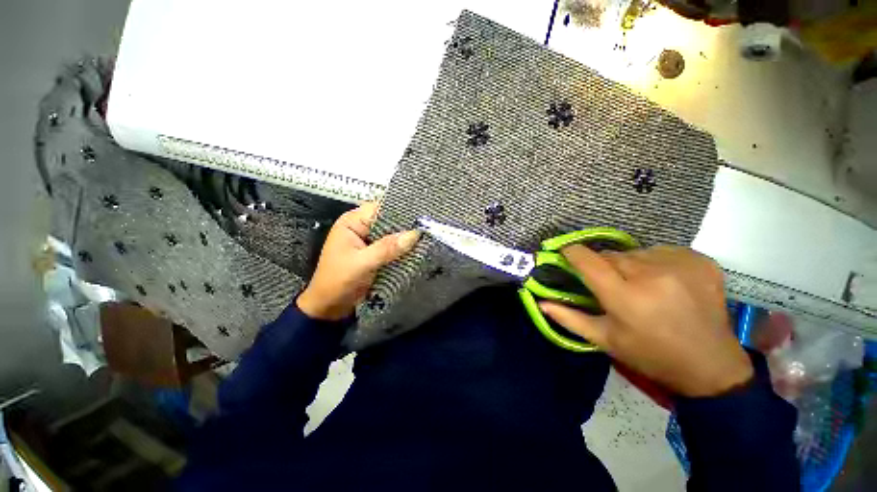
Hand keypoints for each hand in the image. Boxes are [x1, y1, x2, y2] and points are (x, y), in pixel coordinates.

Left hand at [297, 203, 419, 320]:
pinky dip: (404, 250)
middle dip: (407, 226)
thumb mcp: (361, 263)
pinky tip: (419, 250)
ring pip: (393, 235)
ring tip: (429, 238)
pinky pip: (394, 247)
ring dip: (407, 239)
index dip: (400, 211)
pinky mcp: (377, 254)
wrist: (329, 307)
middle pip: (389, 221)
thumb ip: (387, 248)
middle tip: (430, 228)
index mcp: (352, 222)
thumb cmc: (337, 281)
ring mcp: (371, 241)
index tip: (422, 216)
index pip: (380, 209)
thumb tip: (414, 234)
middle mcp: (363, 228)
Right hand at [540, 245, 752, 397]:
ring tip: (640, 284)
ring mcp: (680, 266)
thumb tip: (540, 301)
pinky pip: (663, 251)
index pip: (588, 260)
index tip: (567, 255)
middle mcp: (652, 276)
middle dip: (604, 265)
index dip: (573, 253)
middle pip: (612, 255)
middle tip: (611, 284)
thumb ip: (568, 317)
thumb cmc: (650, 355)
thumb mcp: (604, 340)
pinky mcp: (701, 261)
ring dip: (630, 264)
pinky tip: (665, 280)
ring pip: (636, 252)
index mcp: (625, 297)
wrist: (710, 365)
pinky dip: (656, 261)